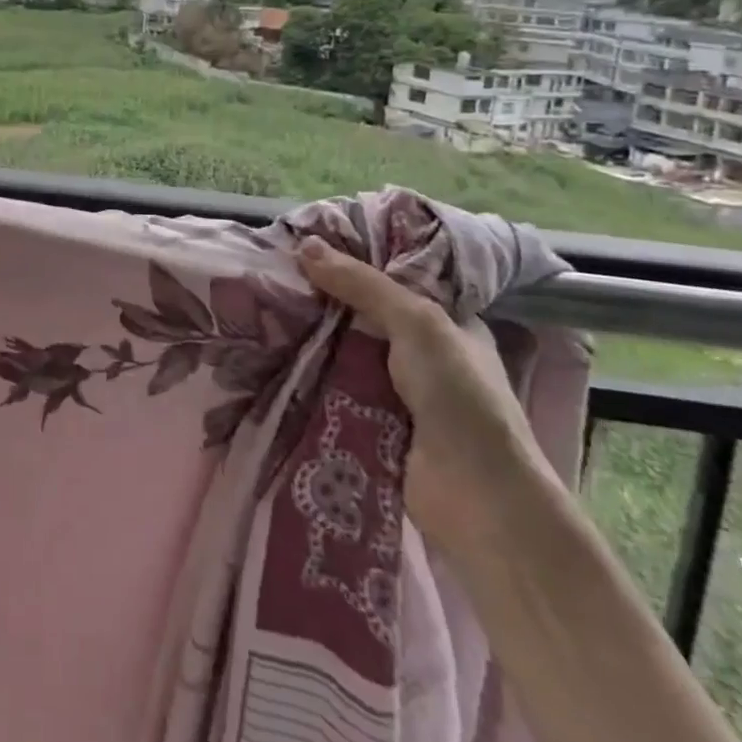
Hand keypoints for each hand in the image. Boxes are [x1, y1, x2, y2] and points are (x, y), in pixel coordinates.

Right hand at [296, 237, 559, 557]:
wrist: (477, 498)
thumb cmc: (459, 396)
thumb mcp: (417, 323)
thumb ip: (363, 284)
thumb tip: (305, 245)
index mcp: (448, 322)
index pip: (396, 278)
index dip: (357, 260)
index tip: (309, 243)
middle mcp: (424, 353)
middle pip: (365, 315)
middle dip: (325, 298)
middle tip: (275, 271)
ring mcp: (399, 392)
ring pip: (346, 351)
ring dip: (313, 337)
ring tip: (263, 305)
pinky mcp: (374, 423)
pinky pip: (336, 389)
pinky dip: (311, 375)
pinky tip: (273, 353)